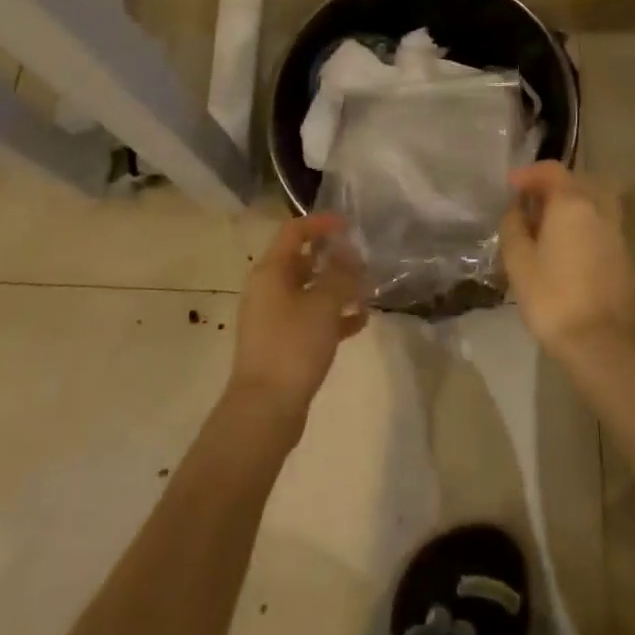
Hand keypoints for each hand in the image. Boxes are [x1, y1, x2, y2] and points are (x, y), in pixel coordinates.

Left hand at [229, 214, 367, 430]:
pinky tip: (361, 321)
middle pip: (303, 261)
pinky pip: (311, 319)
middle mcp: (269, 289)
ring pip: (310, 291)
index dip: (321, 223)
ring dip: (338, 288)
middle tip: (364, 262)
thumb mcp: (323, 304)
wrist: (265, 410)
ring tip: (369, 291)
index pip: (294, 232)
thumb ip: (340, 274)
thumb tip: (349, 254)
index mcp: (271, 272)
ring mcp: (274, 318)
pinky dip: (334, 316)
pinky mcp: (283, 344)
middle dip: (335, 258)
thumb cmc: (293, 346)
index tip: (350, 227)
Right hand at [499, 162, 634, 355]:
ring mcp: (616, 233)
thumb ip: (513, 226)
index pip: (552, 171)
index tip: (510, 186)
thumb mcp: (518, 260)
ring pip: (593, 203)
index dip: (529, 173)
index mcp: (572, 204)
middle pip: (577, 182)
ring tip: (549, 225)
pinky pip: (601, 225)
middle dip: (551, 186)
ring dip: (571, 205)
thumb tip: (516, 210)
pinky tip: (567, 248)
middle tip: (529, 204)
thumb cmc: (551, 296)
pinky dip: (584, 225)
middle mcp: (598, 210)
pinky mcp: (624, 256)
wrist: (599, 342)